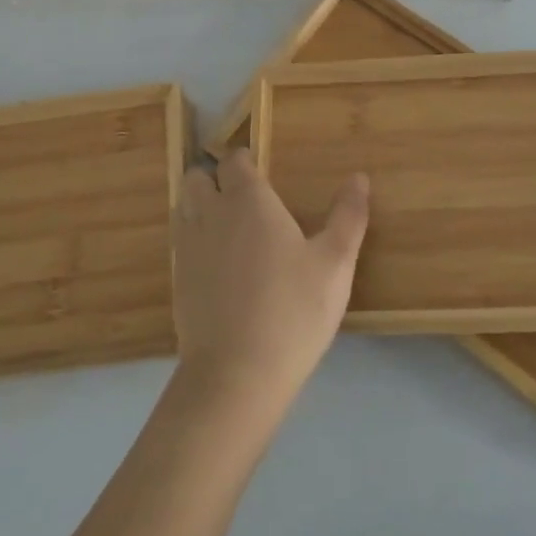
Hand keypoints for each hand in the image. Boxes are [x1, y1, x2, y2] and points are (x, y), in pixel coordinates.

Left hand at [172, 150, 369, 406]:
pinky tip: (218, 265)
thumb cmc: (293, 310)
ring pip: (183, 207)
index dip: (244, 160)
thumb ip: (348, 216)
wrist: (236, 374)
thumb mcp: (335, 263)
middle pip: (198, 178)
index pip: (234, 160)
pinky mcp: (176, 280)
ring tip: (228, 227)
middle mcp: (210, 214)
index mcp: (248, 201)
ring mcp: (187, 247)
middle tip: (243, 198)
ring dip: (199, 205)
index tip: (260, 171)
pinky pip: (180, 241)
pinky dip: (193, 239)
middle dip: (215, 178)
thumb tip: (359, 177)